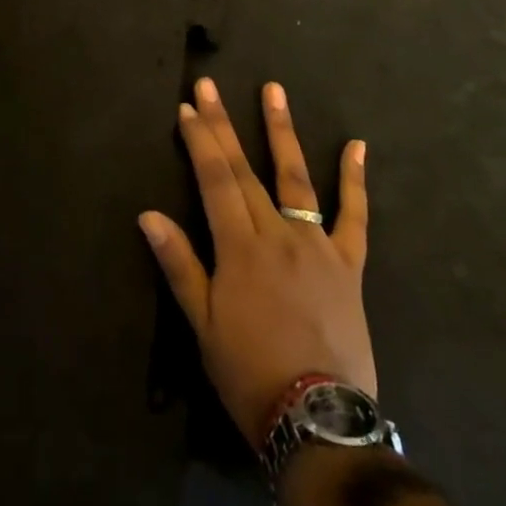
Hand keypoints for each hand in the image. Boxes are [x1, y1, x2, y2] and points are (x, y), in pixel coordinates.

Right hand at [140, 78, 373, 448]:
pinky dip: (355, 180)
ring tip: (273, 90)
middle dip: (224, 124)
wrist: (318, 420)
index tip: (187, 108)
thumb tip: (148, 214)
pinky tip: (357, 145)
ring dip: (281, 131)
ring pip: (295, 178)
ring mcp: (317, 244)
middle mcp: (277, 233)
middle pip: (245, 169)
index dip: (199, 141)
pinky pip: (355, 216)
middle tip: (210, 85)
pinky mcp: (348, 263)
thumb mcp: (203, 324)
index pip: (214, 180)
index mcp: (239, 247)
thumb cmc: (249, 373)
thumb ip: (179, 263)